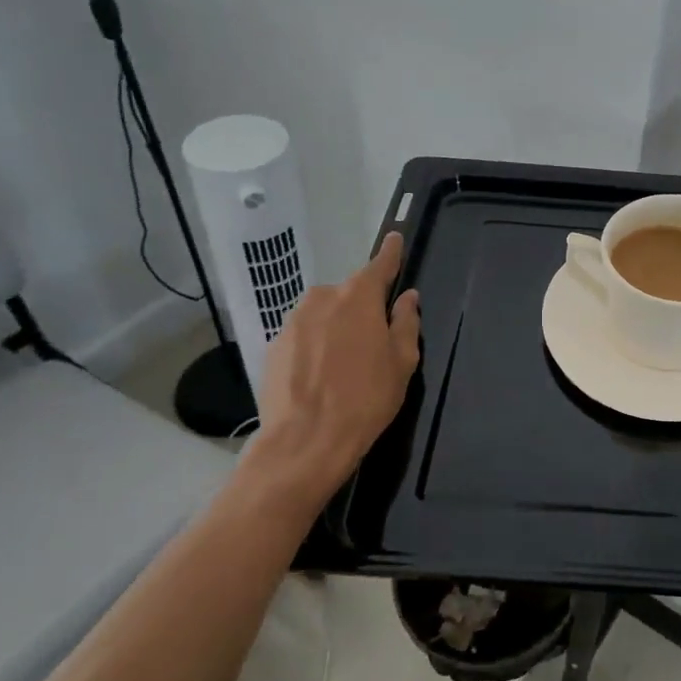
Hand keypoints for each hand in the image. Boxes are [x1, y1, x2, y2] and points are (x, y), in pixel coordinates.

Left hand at [239, 232, 421, 520]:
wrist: (304, 442)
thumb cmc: (365, 399)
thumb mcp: (402, 362)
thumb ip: (405, 323)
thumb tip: (407, 298)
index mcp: (358, 297)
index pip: (379, 265)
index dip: (391, 254)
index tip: (395, 239)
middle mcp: (322, 298)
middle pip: (348, 294)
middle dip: (361, 309)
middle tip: (374, 341)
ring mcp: (292, 322)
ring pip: (323, 315)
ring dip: (336, 329)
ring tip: (345, 365)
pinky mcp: (273, 347)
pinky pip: (303, 337)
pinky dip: (314, 348)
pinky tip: (321, 377)